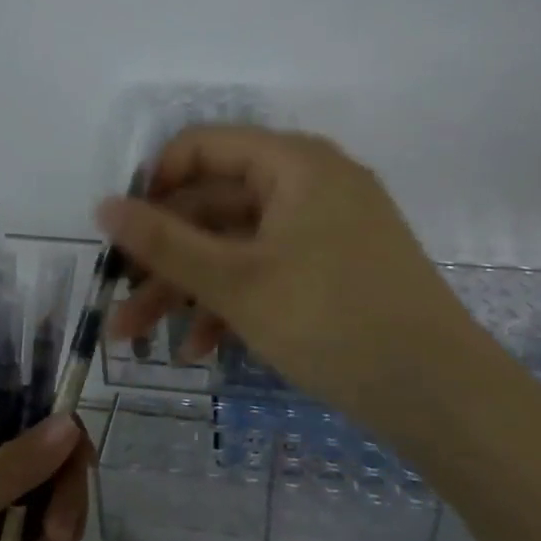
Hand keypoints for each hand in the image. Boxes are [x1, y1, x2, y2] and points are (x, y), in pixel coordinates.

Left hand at [0, 415, 92, 540]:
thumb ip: (13, 468)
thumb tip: (70, 422)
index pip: (21, 409)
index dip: (57, 429)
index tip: (80, 464)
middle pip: (44, 454)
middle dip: (61, 494)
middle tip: (60, 535)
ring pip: (46, 494)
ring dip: (56, 527)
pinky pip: (37, 529)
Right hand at [100, 126, 484, 430]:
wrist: (438, 392)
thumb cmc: (331, 319)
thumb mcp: (236, 281)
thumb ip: (164, 242)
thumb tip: (103, 205)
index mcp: (293, 163)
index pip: (203, 148)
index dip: (153, 187)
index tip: (120, 235)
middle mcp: (310, 184)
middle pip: (215, 206)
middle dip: (163, 258)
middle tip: (119, 304)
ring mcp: (325, 229)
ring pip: (237, 246)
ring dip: (188, 289)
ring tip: (141, 339)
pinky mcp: (335, 270)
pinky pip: (269, 271)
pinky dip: (232, 303)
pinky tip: (201, 348)